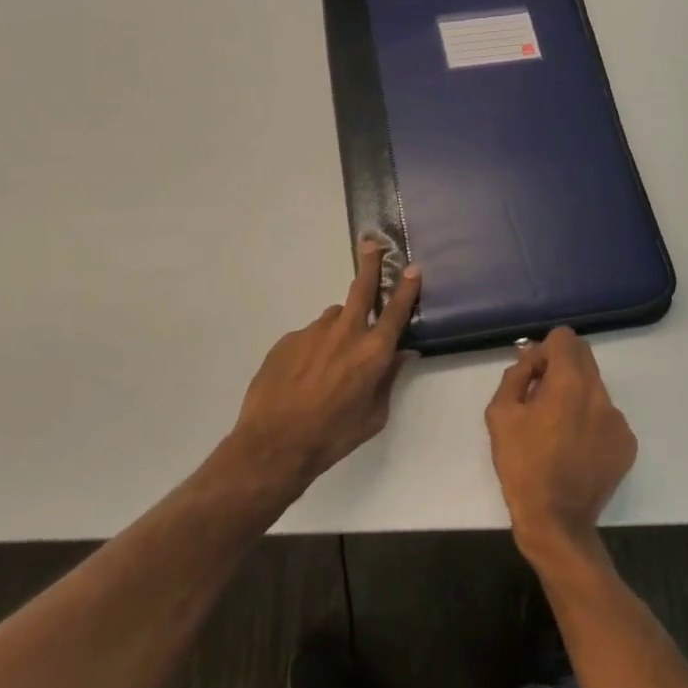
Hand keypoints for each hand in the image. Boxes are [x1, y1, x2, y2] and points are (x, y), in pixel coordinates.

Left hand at [230, 241, 421, 489]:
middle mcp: (345, 333)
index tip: (413, 267)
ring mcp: (313, 333)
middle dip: (370, 263)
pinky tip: (303, 376)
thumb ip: (388, 379)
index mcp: (372, 353)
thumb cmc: (332, 436)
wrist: (274, 444)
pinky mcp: (287, 339)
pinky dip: (313, 349)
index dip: (406, 287)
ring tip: (329, 361)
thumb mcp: (373, 417)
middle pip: (361, 288)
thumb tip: (402, 354)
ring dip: (339, 328)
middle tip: (372, 244)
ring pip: (333, 318)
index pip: (396, 312)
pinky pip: (309, 337)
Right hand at [486, 327, 637, 560]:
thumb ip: (516, 375)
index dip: (544, 351)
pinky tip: (574, 447)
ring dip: (575, 394)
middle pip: (583, 357)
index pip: (565, 338)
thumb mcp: (500, 414)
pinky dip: (590, 420)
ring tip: (556, 428)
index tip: (533, 376)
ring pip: (594, 387)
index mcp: (570, 383)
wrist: (556, 521)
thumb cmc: (522, 465)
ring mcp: (618, 420)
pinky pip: (606, 415)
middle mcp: (600, 394)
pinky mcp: (627, 444)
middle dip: (560, 367)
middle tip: (540, 397)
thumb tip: (530, 360)